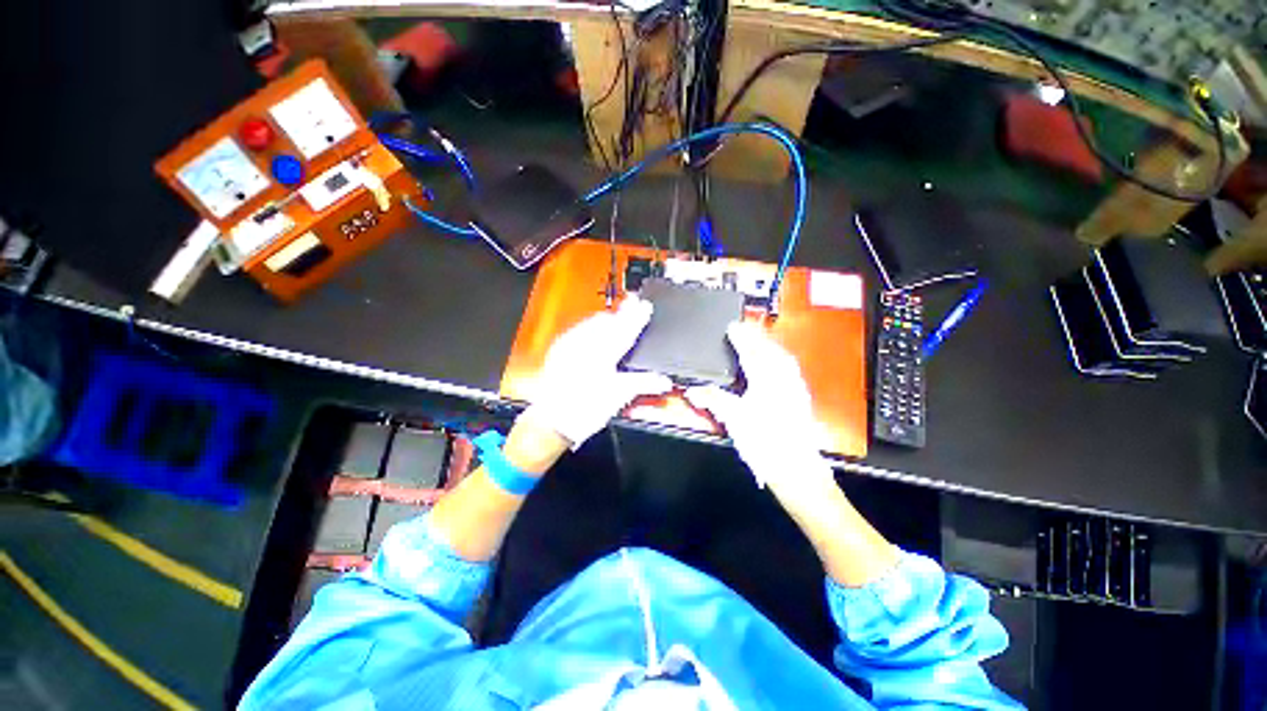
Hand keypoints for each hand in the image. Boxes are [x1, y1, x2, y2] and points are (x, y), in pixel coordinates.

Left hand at [522, 295, 673, 447]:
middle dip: (623, 312)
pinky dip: (589, 326)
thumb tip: (664, 381)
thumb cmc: (585, 409)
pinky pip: (577, 330)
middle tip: (634, 300)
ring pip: (592, 323)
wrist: (551, 419)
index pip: (625, 330)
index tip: (646, 306)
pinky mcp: (559, 350)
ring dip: (606, 317)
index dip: (637, 318)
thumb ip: (642, 383)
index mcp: (603, 354)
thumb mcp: (617, 396)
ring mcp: (570, 345)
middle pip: (608, 321)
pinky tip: (592, 326)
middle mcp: (585, 345)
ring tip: (616, 313)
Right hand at [684, 323, 835, 500]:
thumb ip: (713, 399)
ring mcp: (795, 388)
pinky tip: (778, 364)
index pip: (751, 352)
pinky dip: (780, 359)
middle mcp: (784, 379)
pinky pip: (790, 369)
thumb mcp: (733, 419)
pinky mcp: (800, 398)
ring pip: (783, 358)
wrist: (795, 468)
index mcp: (767, 380)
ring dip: (770, 345)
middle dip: (757, 337)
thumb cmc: (764, 442)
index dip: (741, 338)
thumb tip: (692, 391)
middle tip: (744, 328)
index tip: (732, 327)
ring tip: (759, 340)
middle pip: (771, 350)